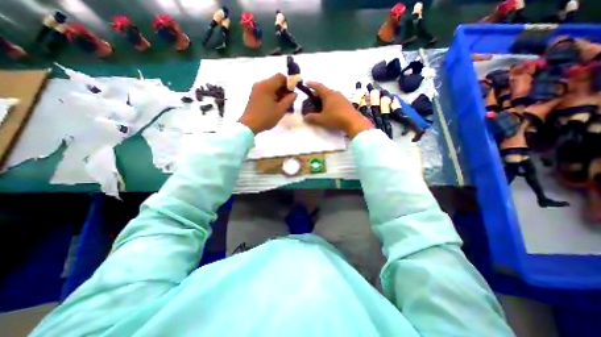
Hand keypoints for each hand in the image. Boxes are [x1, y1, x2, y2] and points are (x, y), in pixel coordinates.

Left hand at [237, 74, 297, 133]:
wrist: (249, 125)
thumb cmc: (266, 117)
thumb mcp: (281, 109)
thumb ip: (289, 100)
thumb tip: (295, 93)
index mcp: (267, 85)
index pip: (280, 77)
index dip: (289, 82)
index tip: (293, 92)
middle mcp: (260, 84)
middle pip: (275, 81)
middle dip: (284, 88)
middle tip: (290, 99)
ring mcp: (256, 89)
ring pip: (270, 86)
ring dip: (278, 92)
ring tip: (283, 103)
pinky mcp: (254, 95)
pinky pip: (265, 91)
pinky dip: (272, 95)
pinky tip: (276, 104)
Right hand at [304, 80, 373, 137]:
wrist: (353, 122)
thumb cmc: (335, 118)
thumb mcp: (321, 119)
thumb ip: (312, 118)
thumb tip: (305, 117)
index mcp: (328, 94)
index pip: (318, 86)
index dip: (311, 84)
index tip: (306, 83)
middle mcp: (335, 93)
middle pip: (324, 91)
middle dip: (317, 93)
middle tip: (312, 98)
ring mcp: (342, 98)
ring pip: (331, 95)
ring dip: (324, 98)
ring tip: (320, 104)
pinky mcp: (346, 103)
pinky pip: (336, 100)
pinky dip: (330, 102)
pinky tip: (329, 109)